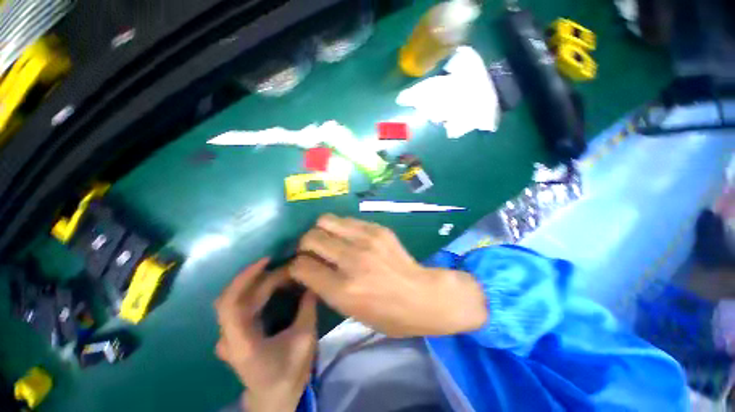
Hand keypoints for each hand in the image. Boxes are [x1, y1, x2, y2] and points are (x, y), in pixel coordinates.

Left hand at [215, 258, 316, 411]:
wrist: (273, 399)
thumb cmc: (288, 373)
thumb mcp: (304, 339)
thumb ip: (308, 308)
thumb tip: (312, 283)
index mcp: (241, 342)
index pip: (230, 303)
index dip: (244, 278)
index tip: (267, 260)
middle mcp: (228, 336)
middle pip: (238, 296)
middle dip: (264, 277)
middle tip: (290, 268)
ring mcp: (229, 335)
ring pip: (240, 298)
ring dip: (262, 282)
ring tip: (286, 274)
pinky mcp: (236, 332)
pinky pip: (244, 304)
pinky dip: (260, 291)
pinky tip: (276, 286)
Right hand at [290, 215, 486, 337]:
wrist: (422, 295)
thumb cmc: (387, 314)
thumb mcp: (350, 312)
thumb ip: (324, 287)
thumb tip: (306, 267)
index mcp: (343, 289)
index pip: (301, 266)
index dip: (294, 266)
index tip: (299, 267)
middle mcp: (352, 260)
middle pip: (310, 237)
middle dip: (304, 245)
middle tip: (313, 251)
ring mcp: (366, 239)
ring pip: (326, 220)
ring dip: (321, 231)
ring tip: (329, 240)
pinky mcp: (378, 228)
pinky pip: (347, 220)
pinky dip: (341, 228)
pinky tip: (349, 237)